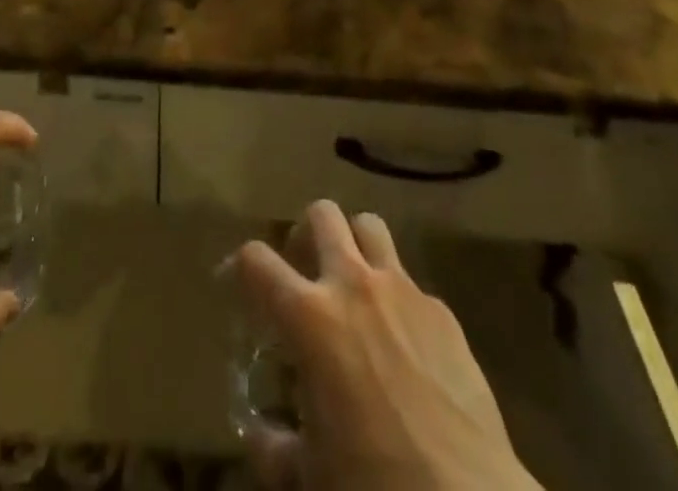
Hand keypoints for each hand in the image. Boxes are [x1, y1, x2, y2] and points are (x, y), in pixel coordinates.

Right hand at [232, 201, 542, 490]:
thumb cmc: (374, 489)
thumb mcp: (308, 479)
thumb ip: (275, 448)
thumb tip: (262, 435)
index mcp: (310, 318)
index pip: (256, 261)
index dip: (238, 266)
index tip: (234, 283)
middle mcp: (353, 284)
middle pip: (321, 215)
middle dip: (304, 234)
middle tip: (302, 271)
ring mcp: (403, 290)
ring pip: (369, 226)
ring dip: (353, 244)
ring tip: (351, 284)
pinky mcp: (442, 310)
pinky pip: (410, 282)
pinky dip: (395, 298)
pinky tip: (402, 343)